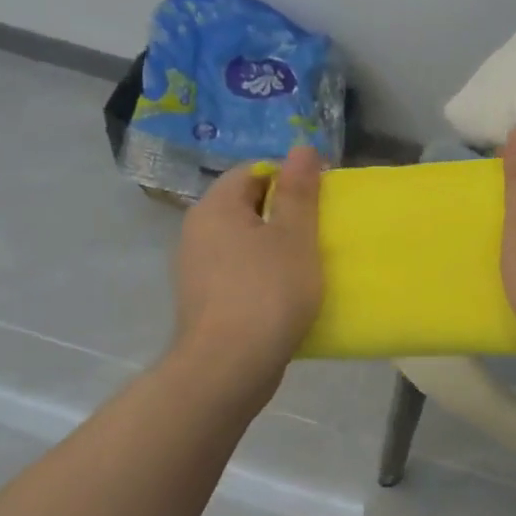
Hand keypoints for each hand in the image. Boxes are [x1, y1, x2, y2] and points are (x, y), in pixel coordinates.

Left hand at [169, 146, 324, 396]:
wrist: (228, 367)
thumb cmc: (267, 293)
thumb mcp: (295, 236)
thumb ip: (299, 190)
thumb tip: (301, 148)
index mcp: (216, 207)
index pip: (252, 172)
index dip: (289, 178)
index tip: (320, 199)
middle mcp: (197, 231)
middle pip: (246, 206)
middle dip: (284, 214)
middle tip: (318, 232)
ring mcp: (195, 269)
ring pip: (242, 242)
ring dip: (274, 247)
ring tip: (307, 264)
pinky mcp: (203, 301)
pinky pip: (237, 273)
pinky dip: (261, 275)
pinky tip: (285, 294)